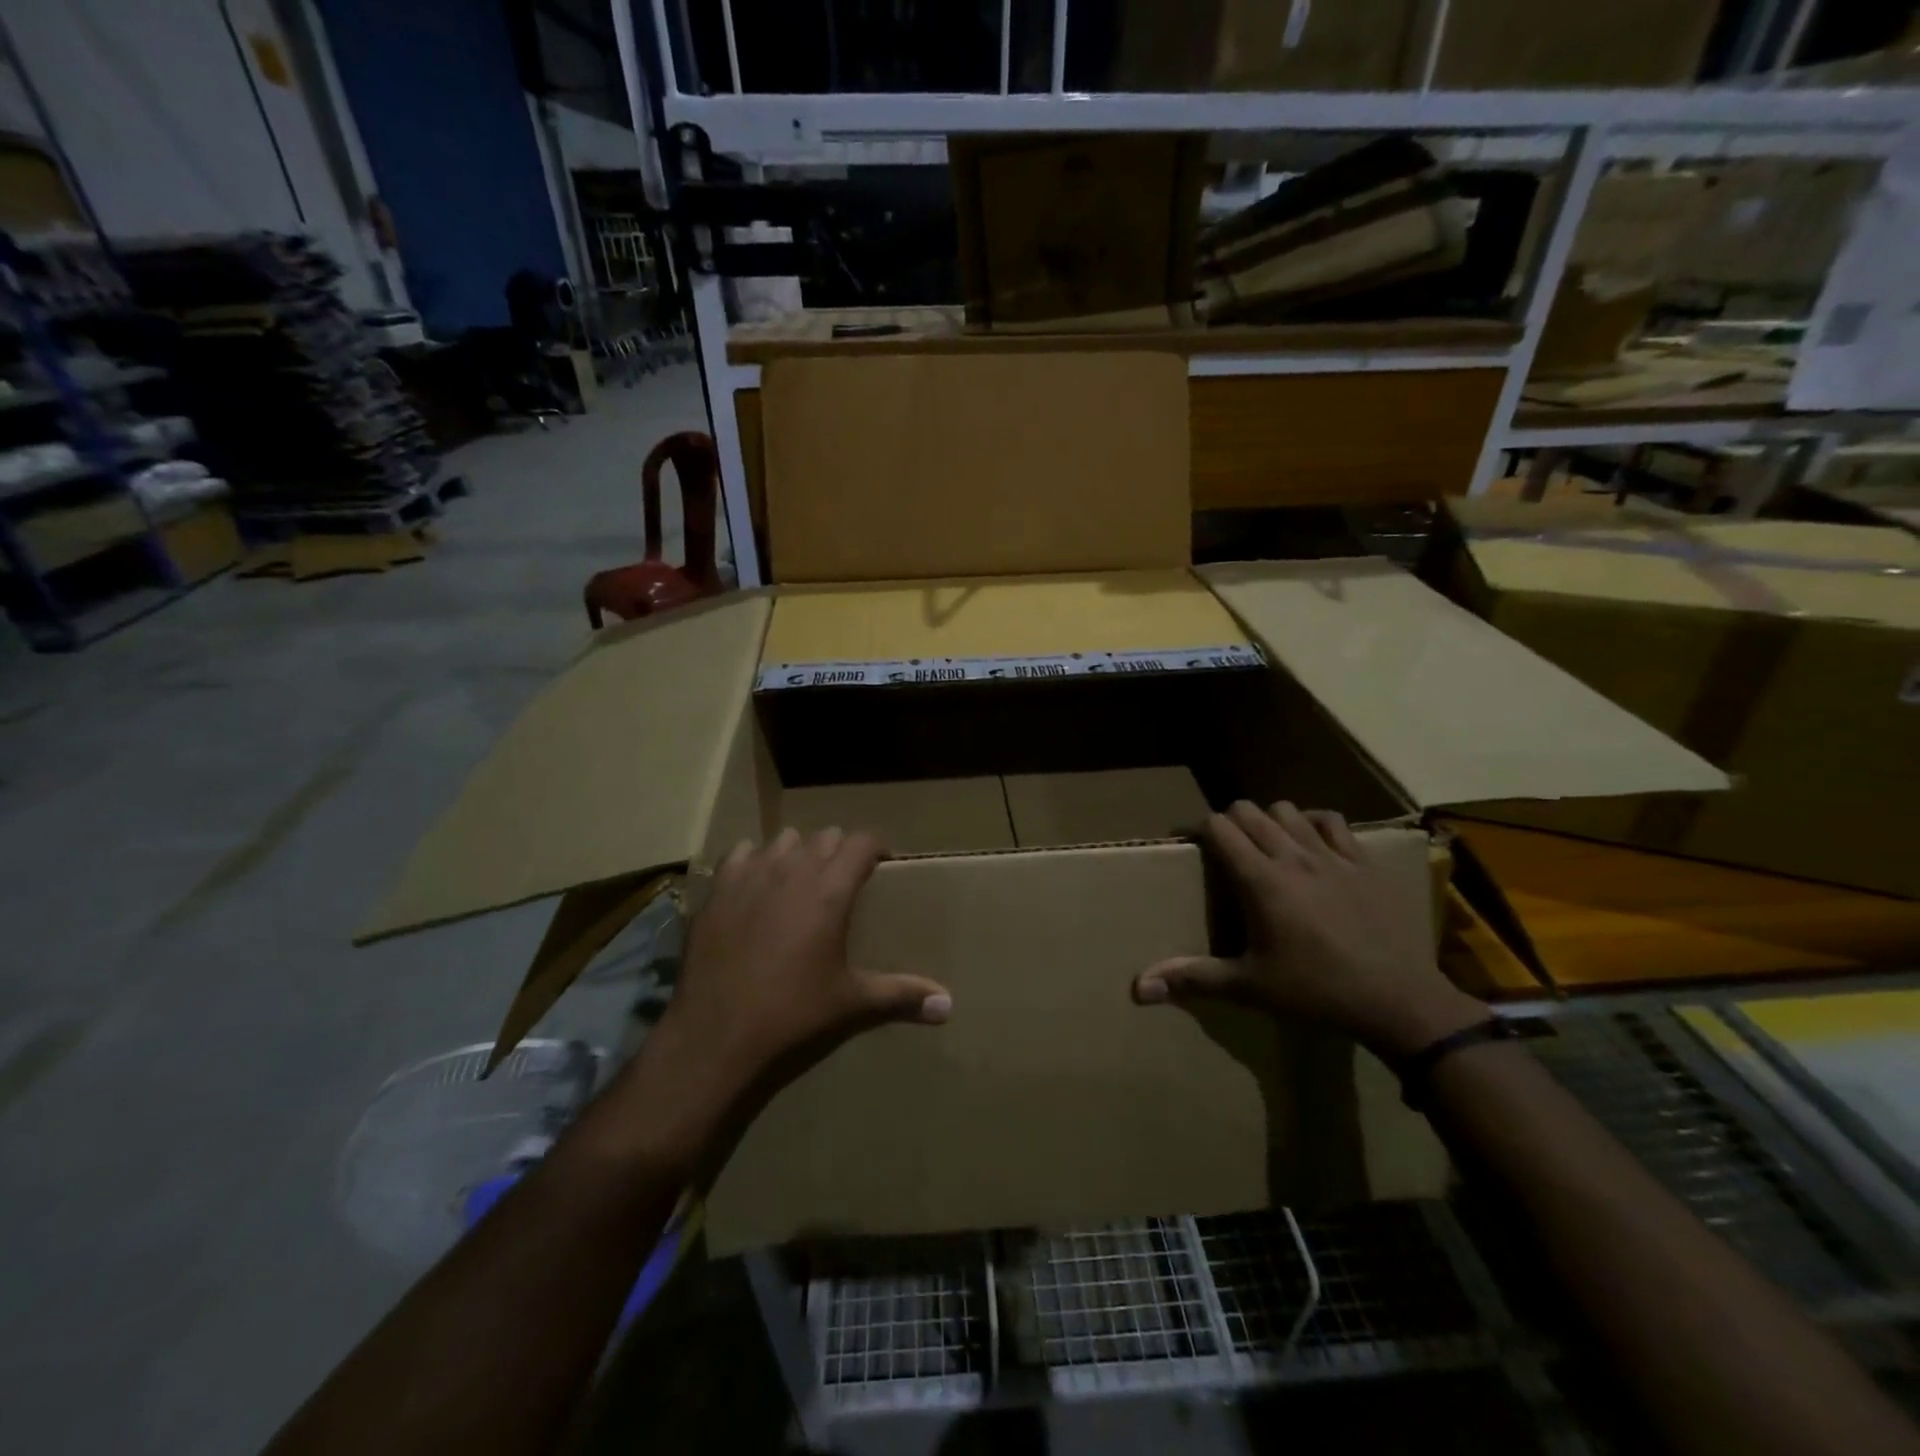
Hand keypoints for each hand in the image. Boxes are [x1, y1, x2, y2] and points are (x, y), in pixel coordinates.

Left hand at [651, 827, 950, 1119]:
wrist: (717, 1033)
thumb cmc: (792, 1013)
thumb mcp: (851, 1002)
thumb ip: (901, 994)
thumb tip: (948, 1005)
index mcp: (831, 890)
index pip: (862, 842)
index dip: (876, 847)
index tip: (882, 863)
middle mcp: (793, 870)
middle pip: (825, 837)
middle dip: (839, 851)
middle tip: (844, 879)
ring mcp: (751, 875)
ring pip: (784, 840)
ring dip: (798, 852)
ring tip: (800, 879)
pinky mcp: (718, 889)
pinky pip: (741, 854)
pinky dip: (753, 860)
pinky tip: (755, 884)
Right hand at [1133, 801, 1482, 1059]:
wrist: (1397, 1000)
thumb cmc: (1315, 992)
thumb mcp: (1249, 987)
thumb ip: (1193, 978)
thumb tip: (1140, 987)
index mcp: (1260, 880)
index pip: (1219, 826)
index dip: (1201, 829)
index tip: (1193, 847)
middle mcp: (1291, 856)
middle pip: (1249, 811)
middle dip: (1230, 822)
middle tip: (1227, 851)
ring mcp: (1331, 855)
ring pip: (1288, 810)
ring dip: (1270, 820)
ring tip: (1267, 846)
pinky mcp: (1363, 862)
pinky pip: (1333, 821)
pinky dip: (1314, 823)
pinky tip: (1312, 844)